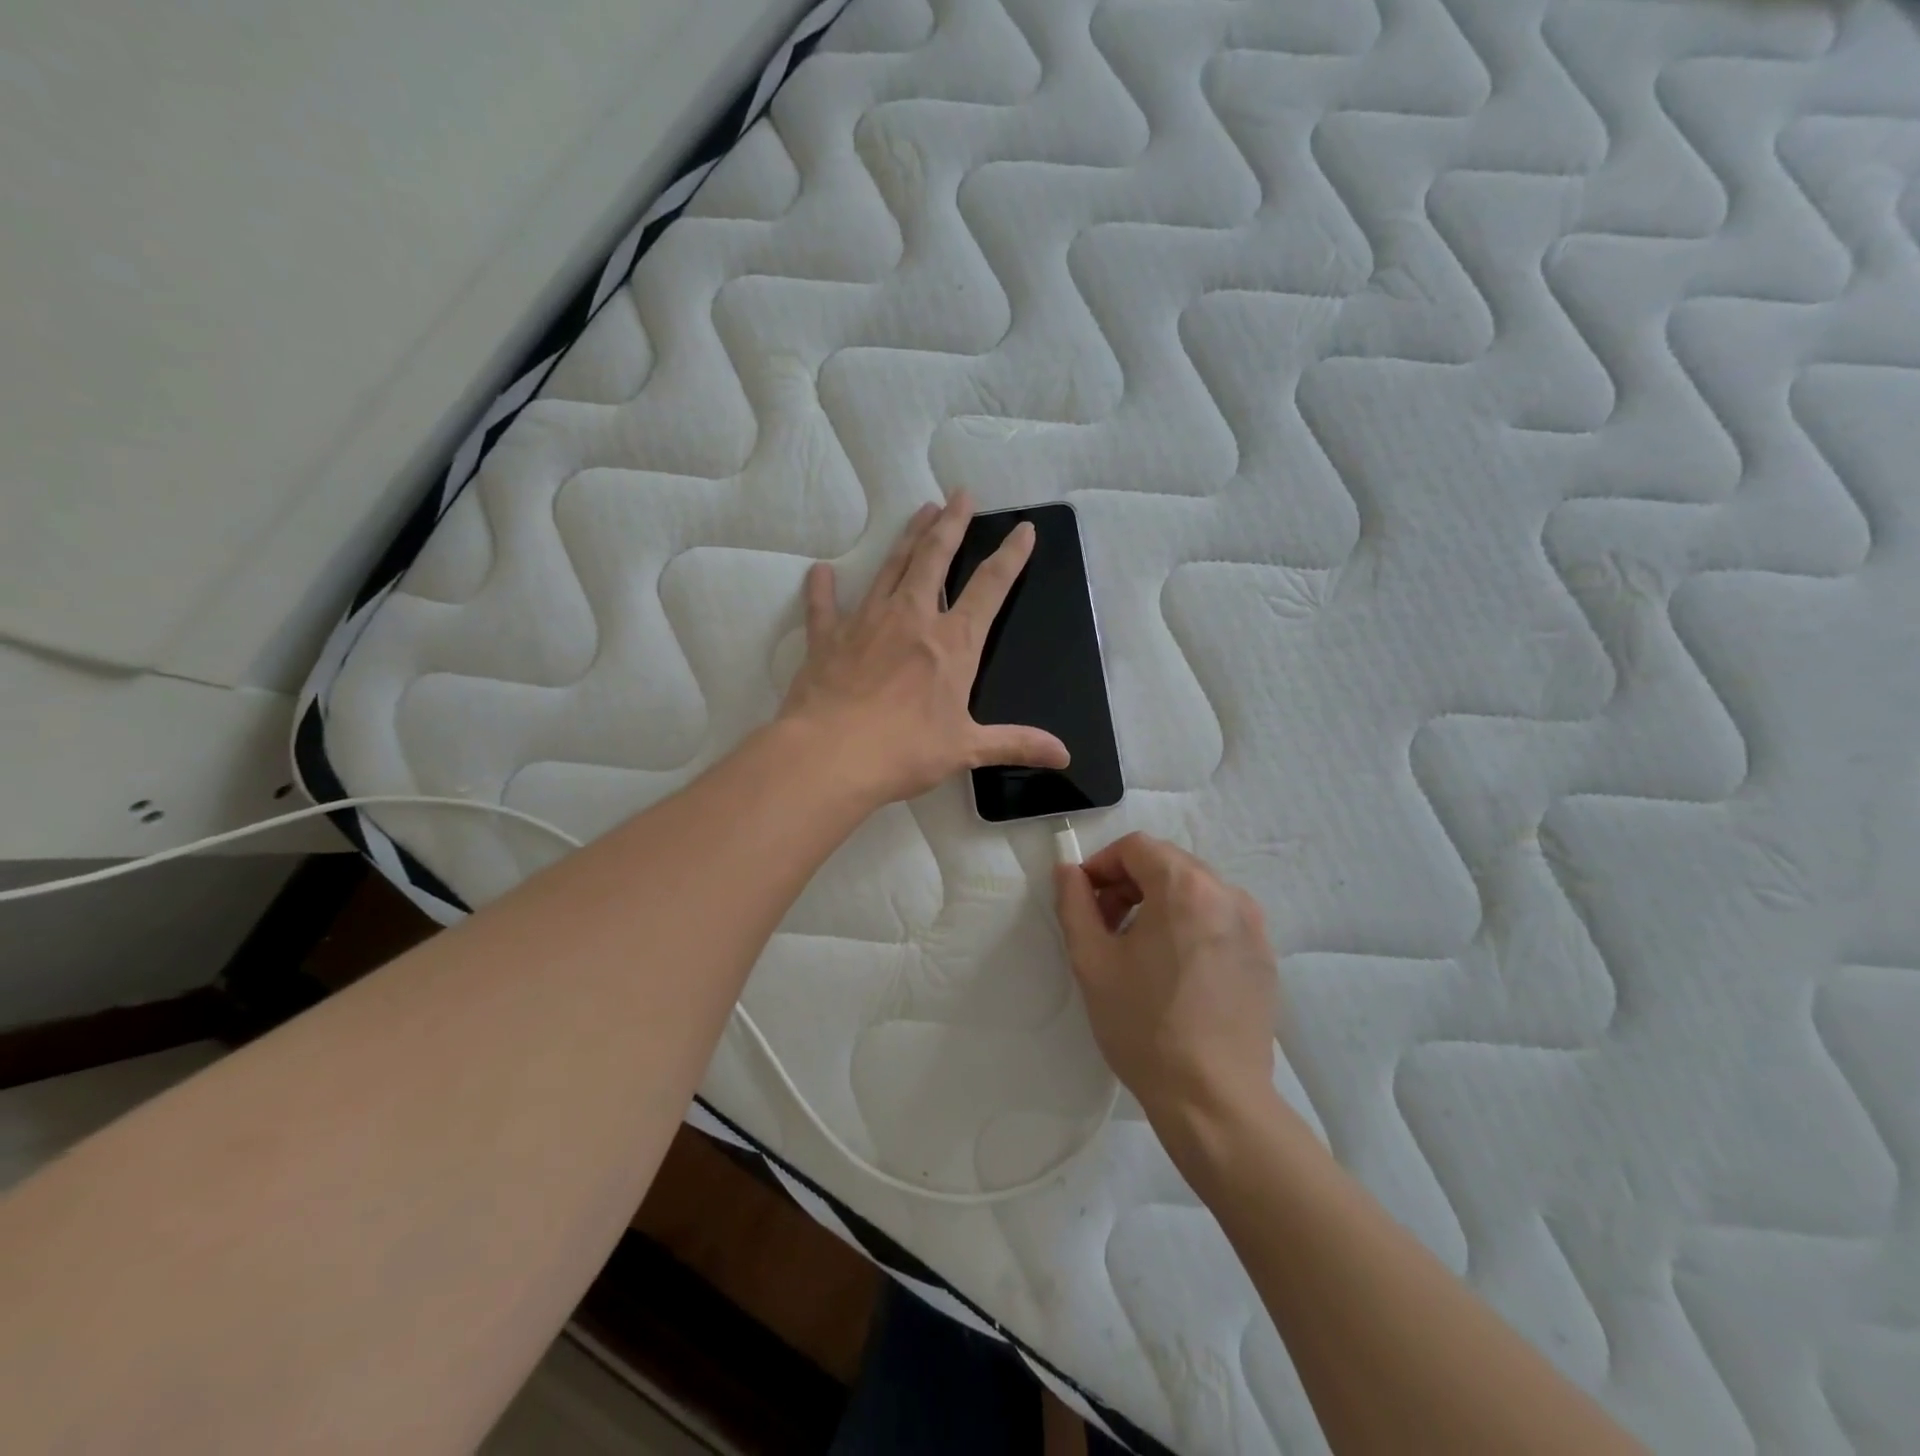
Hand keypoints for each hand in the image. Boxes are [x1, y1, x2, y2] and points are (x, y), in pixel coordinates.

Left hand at [780, 493, 1069, 805]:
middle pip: (935, 559)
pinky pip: (824, 606)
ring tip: (920, 511)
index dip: (1010, 556)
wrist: (831, 756)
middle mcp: (911, 618)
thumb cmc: (905, 751)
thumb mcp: (967, 749)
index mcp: (952, 643)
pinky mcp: (828, 638)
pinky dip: (822, 589)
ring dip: (907, 538)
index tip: (1023, 529)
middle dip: (952, 524)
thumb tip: (1064, 756)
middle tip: (960, 495)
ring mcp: (866, 622)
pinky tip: (820, 572)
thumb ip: (1016, 744)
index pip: (989, 587)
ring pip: (890, 567)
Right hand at [1055, 833, 1278, 1131]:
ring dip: (1158, 903)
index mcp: (1185, 887)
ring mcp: (1252, 925)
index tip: (1084, 899)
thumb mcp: (1092, 961)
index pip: (1137, 847)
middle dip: (1128, 883)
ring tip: (1137, 950)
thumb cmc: (1144, 1026)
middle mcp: (1227, 893)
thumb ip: (1074, 903)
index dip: (1101, 865)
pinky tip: (1173, 971)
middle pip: (1167, 864)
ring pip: (1194, 890)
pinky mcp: (1264, 955)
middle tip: (1105, 926)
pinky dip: (1188, 925)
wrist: (1213, 1099)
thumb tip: (1068, 871)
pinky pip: (1217, 919)